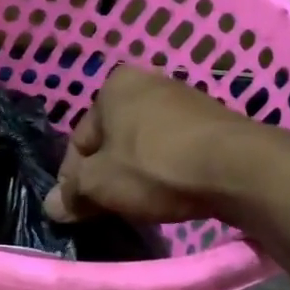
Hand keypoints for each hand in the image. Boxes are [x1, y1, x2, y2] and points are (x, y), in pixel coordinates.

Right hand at [45, 68, 260, 223]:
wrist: (237, 168)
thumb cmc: (155, 168)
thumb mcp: (101, 184)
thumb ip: (72, 193)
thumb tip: (51, 206)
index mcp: (113, 86)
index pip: (79, 139)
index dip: (74, 178)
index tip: (78, 208)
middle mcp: (147, 82)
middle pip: (111, 140)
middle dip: (106, 174)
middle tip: (106, 208)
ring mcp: (182, 98)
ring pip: (142, 145)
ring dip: (135, 172)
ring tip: (139, 203)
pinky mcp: (211, 120)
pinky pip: (173, 148)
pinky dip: (165, 169)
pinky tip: (170, 192)